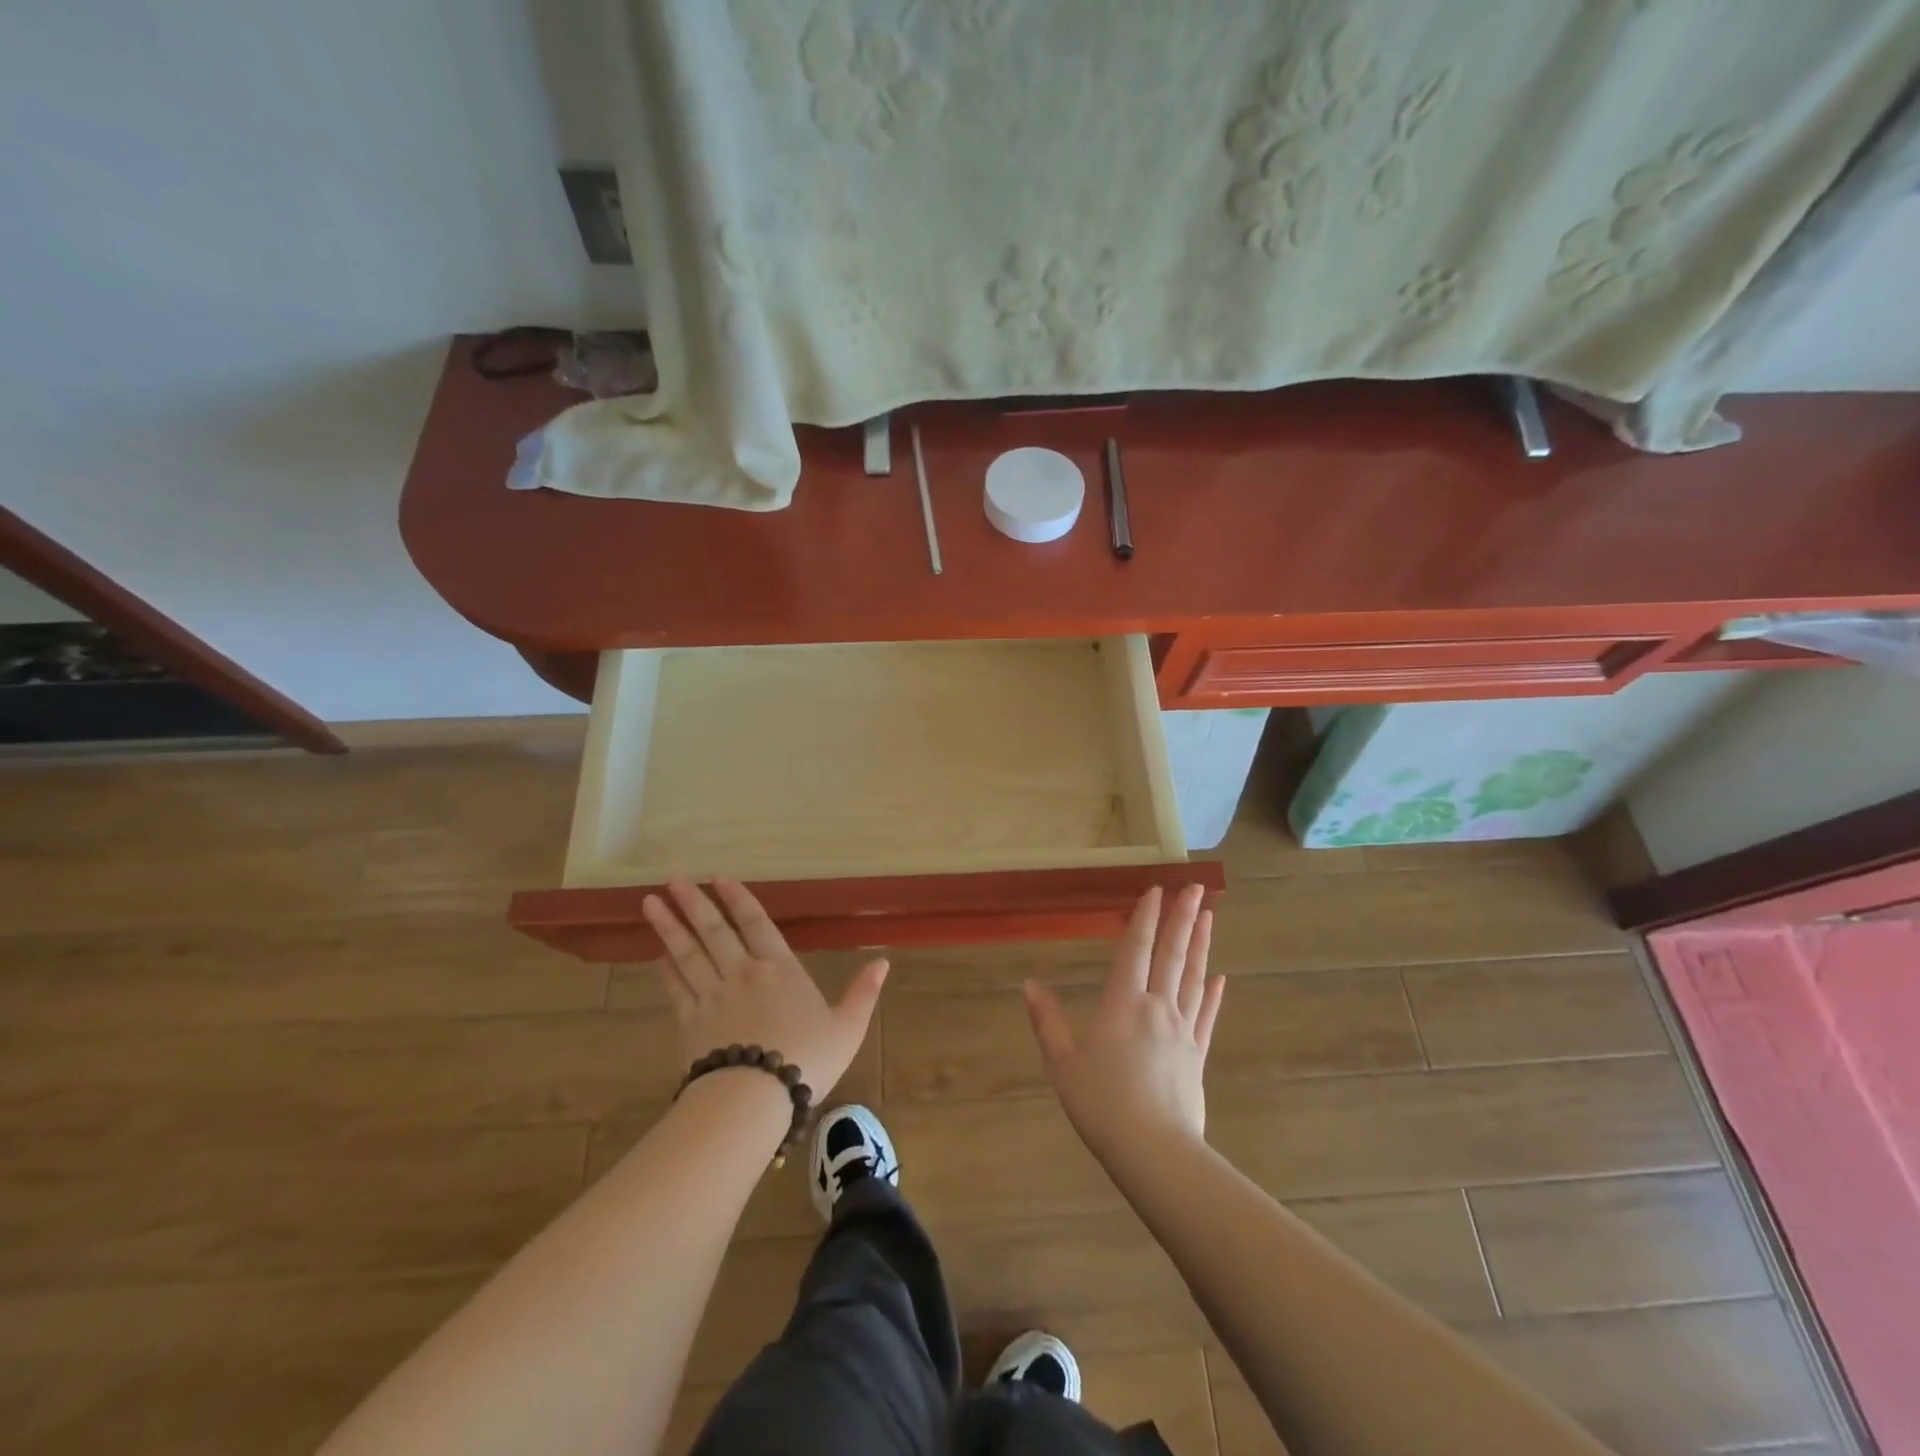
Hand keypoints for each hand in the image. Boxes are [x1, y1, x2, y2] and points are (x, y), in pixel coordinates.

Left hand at [643, 877, 887, 1101]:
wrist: (753, 1098)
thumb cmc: (806, 1059)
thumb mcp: (848, 1027)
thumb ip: (863, 993)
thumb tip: (884, 961)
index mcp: (780, 969)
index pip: (757, 923)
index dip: (739, 899)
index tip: (718, 878)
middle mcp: (742, 973)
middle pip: (714, 930)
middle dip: (693, 902)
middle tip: (671, 878)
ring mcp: (711, 996)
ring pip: (687, 953)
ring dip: (669, 926)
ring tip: (650, 903)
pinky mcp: (690, 1023)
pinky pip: (675, 988)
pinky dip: (665, 969)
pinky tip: (657, 955)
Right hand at [1024, 885, 1224, 1161]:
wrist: (1154, 1151)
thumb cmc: (1102, 1104)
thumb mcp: (1063, 1062)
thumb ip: (1047, 1021)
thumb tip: (1029, 984)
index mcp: (1123, 1003)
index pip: (1136, 949)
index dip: (1145, 917)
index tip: (1157, 889)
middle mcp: (1157, 1007)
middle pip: (1172, 954)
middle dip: (1183, 918)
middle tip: (1197, 887)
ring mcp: (1182, 1030)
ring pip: (1193, 977)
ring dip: (1201, 945)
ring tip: (1209, 916)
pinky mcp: (1197, 1055)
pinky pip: (1206, 1017)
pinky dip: (1212, 995)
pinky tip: (1220, 978)